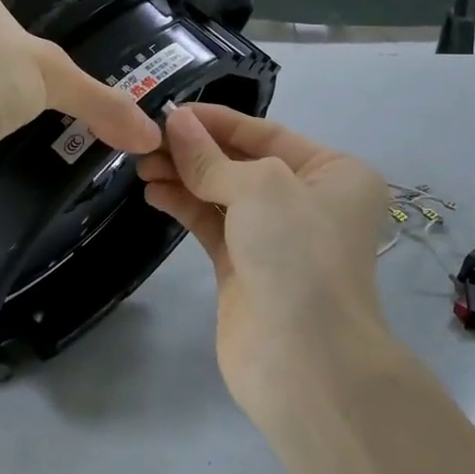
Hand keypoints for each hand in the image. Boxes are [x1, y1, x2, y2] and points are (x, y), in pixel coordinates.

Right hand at [138, 103, 393, 425]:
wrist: (306, 361)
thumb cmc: (297, 254)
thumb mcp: (259, 187)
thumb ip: (209, 157)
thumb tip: (175, 122)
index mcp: (333, 173)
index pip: (267, 132)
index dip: (217, 120)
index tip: (169, 111)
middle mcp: (308, 200)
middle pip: (241, 162)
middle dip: (194, 150)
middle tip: (145, 140)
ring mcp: (276, 238)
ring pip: (222, 193)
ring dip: (183, 176)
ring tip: (141, 165)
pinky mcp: (245, 268)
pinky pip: (211, 224)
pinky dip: (184, 205)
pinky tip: (153, 192)